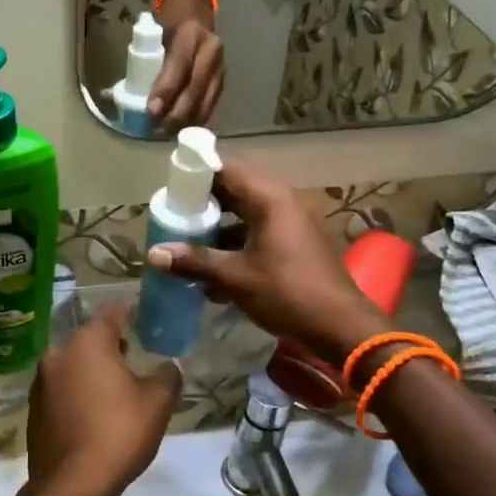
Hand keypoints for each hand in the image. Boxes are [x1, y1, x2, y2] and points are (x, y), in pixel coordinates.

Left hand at [24, 304, 179, 495]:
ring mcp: (41, 381)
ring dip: (91, 369)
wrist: (71, 485)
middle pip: (89, 338)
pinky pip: (61, 389)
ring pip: (72, 363)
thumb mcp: (158, 402)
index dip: (129, 313)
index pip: (111, 313)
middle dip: (110, 344)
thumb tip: (168, 365)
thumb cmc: (118, 433)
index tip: (143, 318)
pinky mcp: (33, 408)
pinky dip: (77, 391)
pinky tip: (93, 412)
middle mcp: (58, 353)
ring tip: (114, 387)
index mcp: (87, 342)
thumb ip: (167, 375)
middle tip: (132, 355)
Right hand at [145, 160, 385, 361]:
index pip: (226, 168)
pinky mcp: (296, 242)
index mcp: (270, 198)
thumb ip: (195, 262)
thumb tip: (154, 254)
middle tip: (175, 215)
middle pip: (236, 188)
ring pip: (246, 211)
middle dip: (204, 202)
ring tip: (188, 242)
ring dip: (219, 225)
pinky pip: (259, 230)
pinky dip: (236, 241)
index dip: (197, 174)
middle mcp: (283, 201)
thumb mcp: (236, 278)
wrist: (341, 327)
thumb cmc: (288, 293)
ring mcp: (293, 221)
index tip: (171, 188)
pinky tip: (214, 268)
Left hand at [149, 0, 224, 129]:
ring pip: (207, 99)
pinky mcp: (224, 79)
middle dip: (177, 112)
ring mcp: (221, 65)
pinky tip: (187, 130)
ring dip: (188, 120)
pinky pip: (213, 103)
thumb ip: (148, 57)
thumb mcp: (155, 31)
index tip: (152, 110)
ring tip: (170, 134)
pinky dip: (200, 119)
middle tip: (159, 129)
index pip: (179, 65)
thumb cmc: (168, 22)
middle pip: (196, 87)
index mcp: (191, 33)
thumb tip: (129, 94)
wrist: (195, 11)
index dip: (166, 89)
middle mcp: (211, 49)